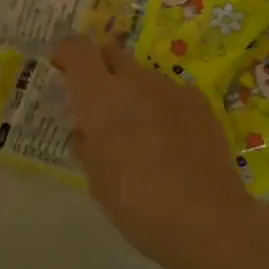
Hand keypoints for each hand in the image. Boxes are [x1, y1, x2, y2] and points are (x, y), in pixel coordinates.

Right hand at [53, 37, 257, 263]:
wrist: (206, 219)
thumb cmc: (137, 203)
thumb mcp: (97, 179)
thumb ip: (88, 144)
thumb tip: (87, 130)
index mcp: (101, 97)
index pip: (78, 49)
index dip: (67, 54)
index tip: (62, 71)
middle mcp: (136, 82)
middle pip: (112, 54)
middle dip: (101, 70)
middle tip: (99, 105)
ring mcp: (172, 90)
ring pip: (143, 78)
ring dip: (134, 94)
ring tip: (141, 134)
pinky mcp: (201, 104)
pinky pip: (171, 95)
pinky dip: (163, 108)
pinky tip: (171, 143)